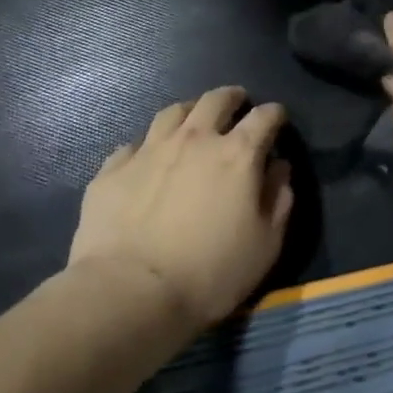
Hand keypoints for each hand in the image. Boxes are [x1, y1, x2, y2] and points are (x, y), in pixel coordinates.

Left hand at [68, 86, 293, 328]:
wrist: (129, 294)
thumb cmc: (210, 273)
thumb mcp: (266, 244)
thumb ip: (279, 199)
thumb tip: (279, 168)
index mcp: (238, 154)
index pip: (264, 116)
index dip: (275, 114)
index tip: (278, 119)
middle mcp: (195, 139)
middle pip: (216, 100)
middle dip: (231, 98)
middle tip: (236, 105)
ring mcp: (149, 151)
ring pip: (172, 112)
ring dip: (189, 112)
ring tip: (192, 123)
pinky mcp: (112, 170)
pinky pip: (133, 145)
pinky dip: (147, 147)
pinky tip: (147, 161)